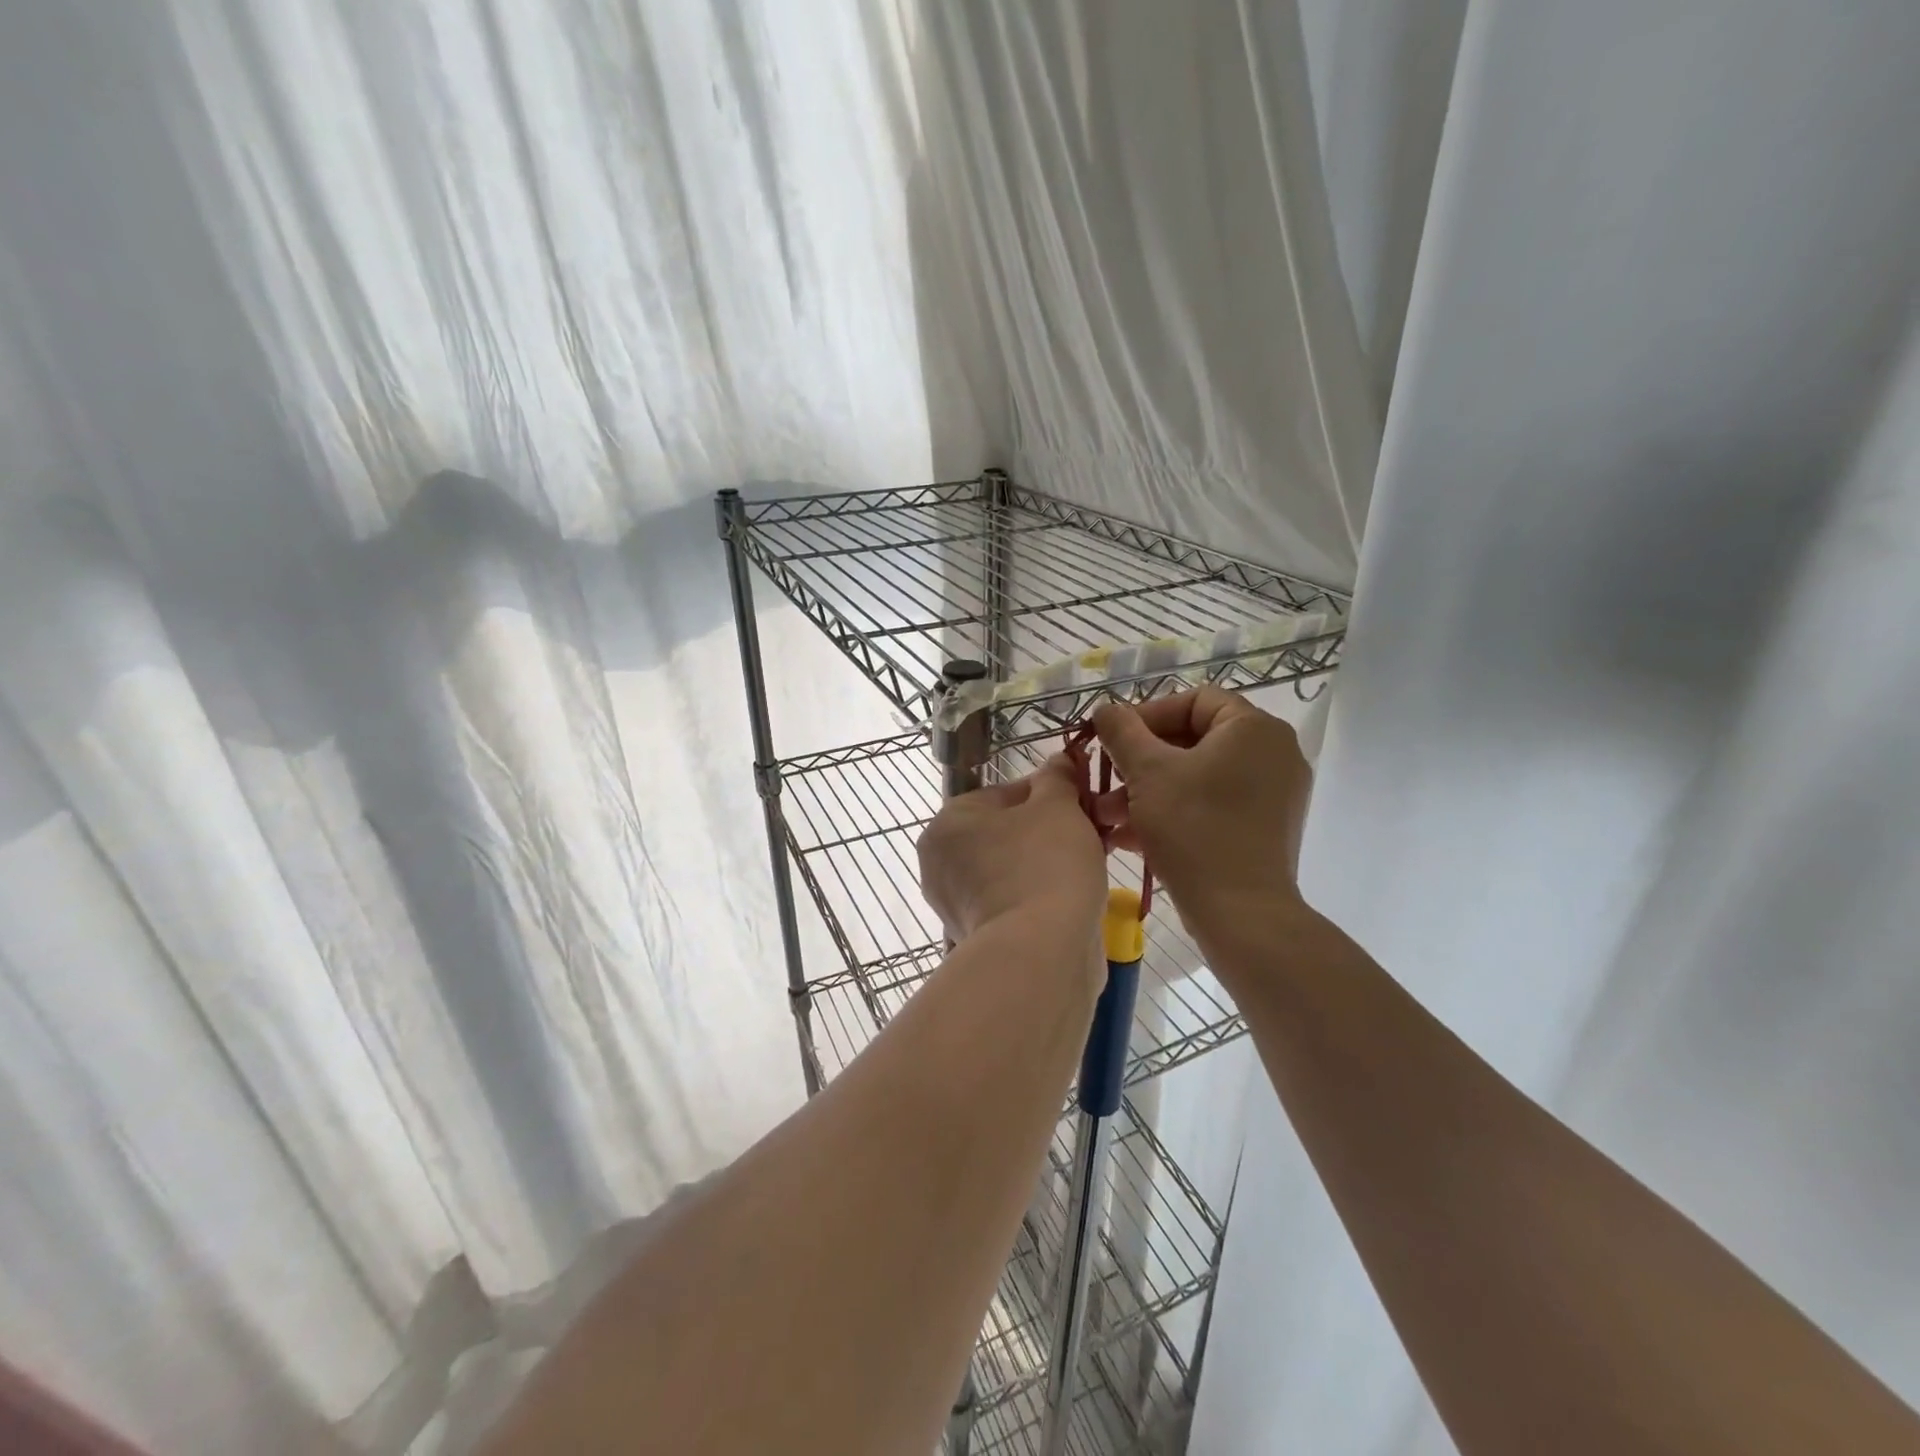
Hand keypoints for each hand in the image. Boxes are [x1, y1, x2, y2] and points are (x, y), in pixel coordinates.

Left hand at [917, 755, 1106, 943]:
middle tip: (1092, 834)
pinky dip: (1037, 898)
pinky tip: (1071, 898)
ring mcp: (954, 905)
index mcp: (947, 821)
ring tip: (1089, 866)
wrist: (1040, 953)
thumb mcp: (1058, 807)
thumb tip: (1060, 760)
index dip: (1050, 794)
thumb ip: (1057, 778)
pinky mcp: (975, 938)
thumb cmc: (1045, 865)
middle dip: (1049, 831)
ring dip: (1046, 864)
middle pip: (1006, 833)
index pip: (1004, 793)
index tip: (1085, 803)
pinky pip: (1012, 903)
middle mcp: (939, 862)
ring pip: (1010, 869)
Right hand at [1091, 688, 1311, 940]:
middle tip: (1105, 778)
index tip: (1113, 739)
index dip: (1146, 714)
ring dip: (1148, 791)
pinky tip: (1130, 836)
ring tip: (1108, 815)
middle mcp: (1273, 754)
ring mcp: (1273, 794)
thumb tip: (1105, 709)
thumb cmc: (1194, 829)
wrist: (1241, 914)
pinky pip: (1212, 805)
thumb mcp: (1147, 772)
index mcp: (1254, 728)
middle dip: (1140, 761)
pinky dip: (1173, 812)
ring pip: (1198, 777)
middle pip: (1193, 740)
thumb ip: (1121, 731)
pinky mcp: (1265, 829)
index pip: (1194, 700)